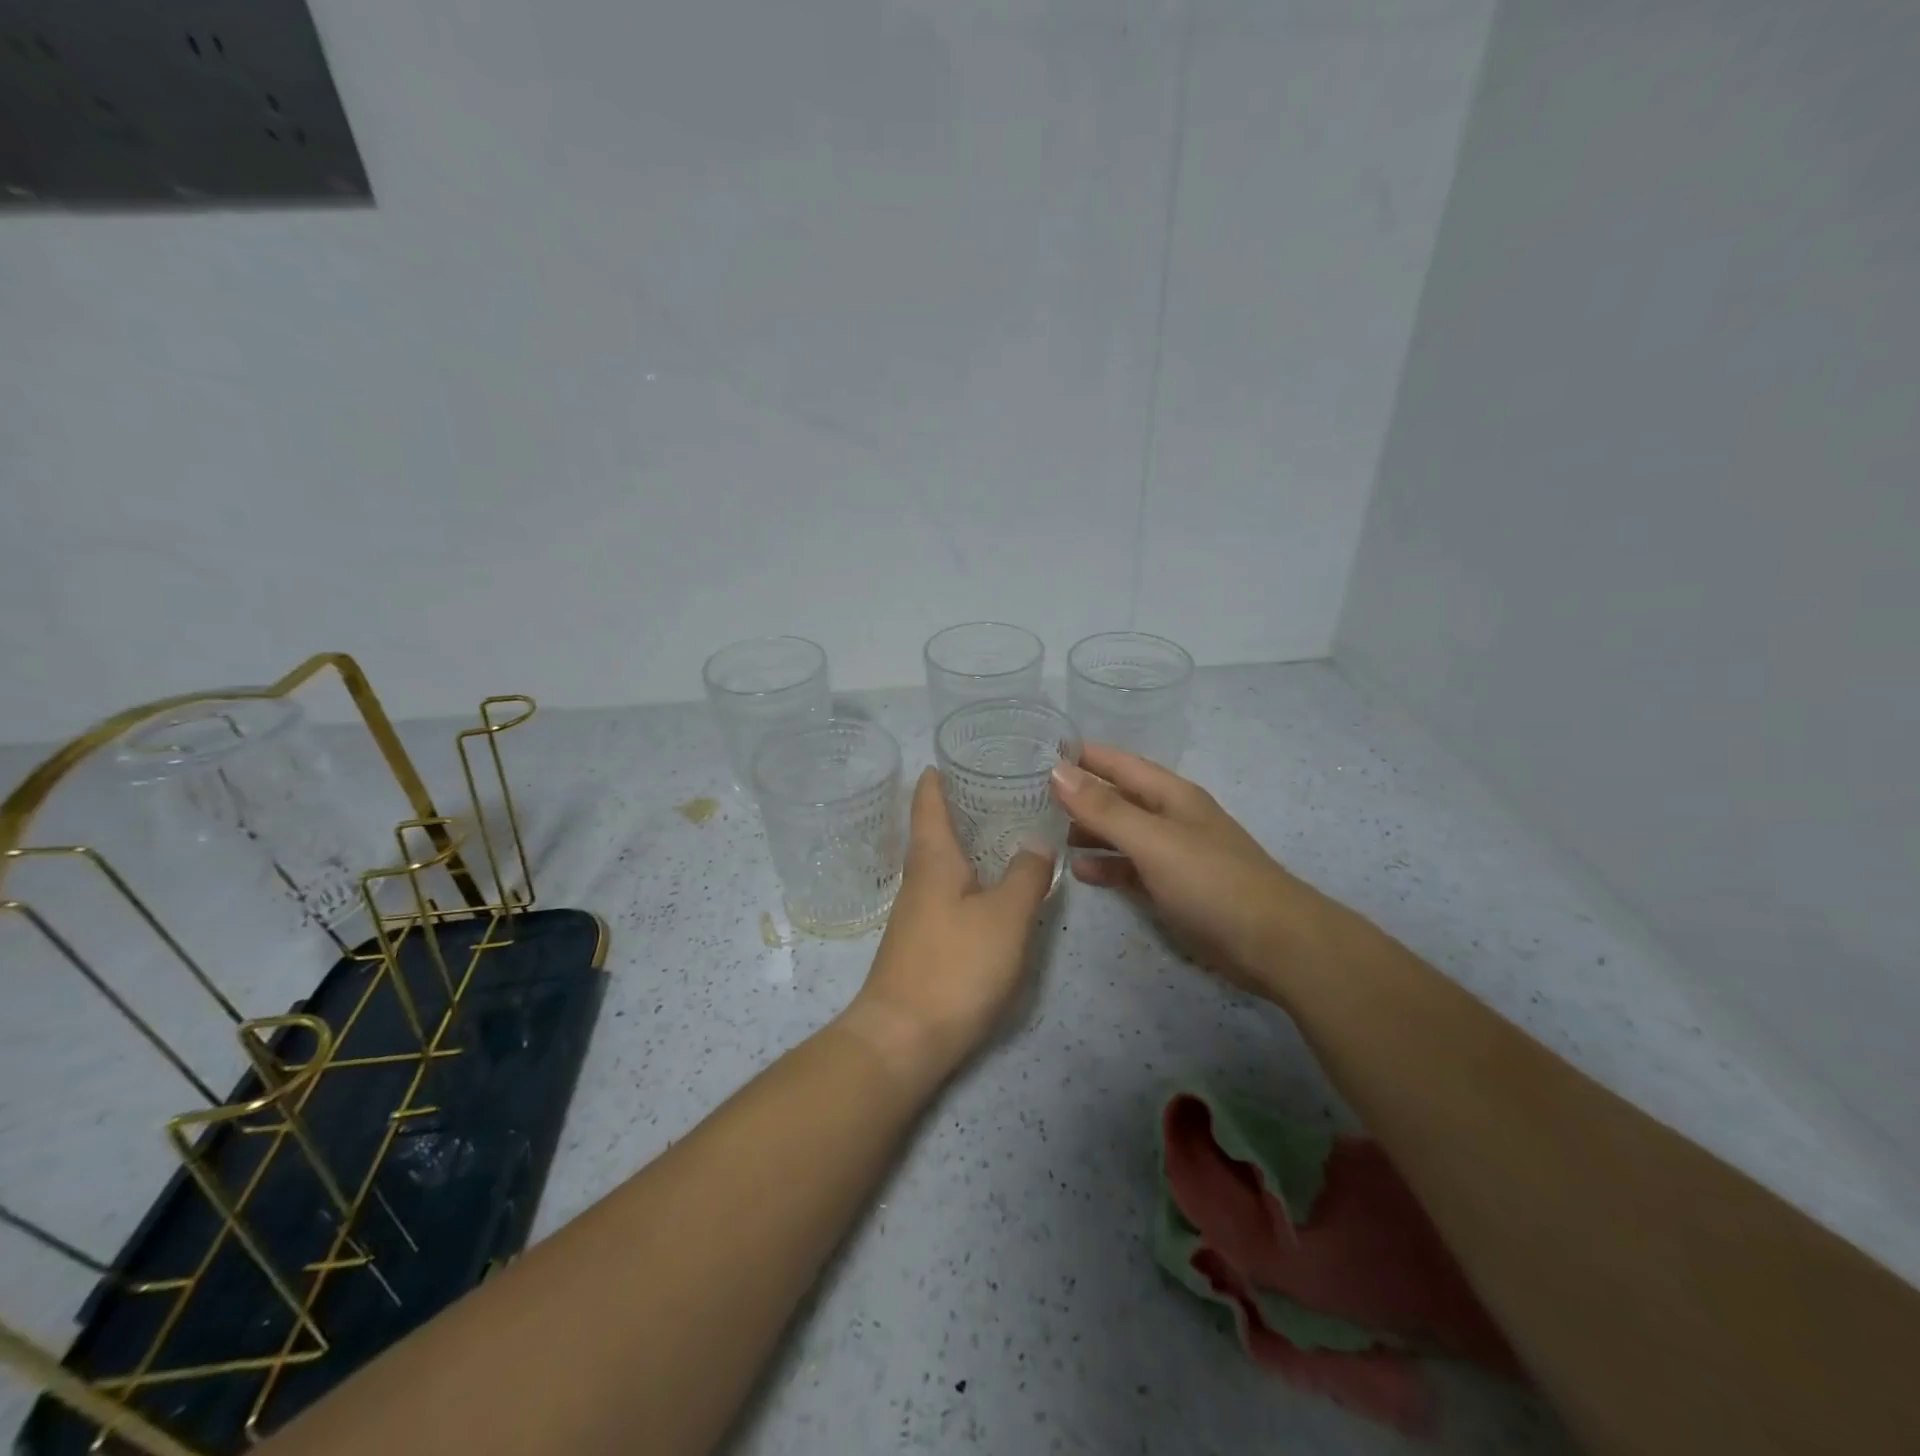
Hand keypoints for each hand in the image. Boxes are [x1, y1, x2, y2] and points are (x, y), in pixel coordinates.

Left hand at [840, 768, 1054, 1084]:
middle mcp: (919, 878)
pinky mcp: (923, 940)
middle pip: (934, 829)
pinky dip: (969, 876)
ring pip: (943, 862)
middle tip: (1001, 786)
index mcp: (933, 859)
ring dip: (967, 841)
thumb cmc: (955, 966)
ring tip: (1005, 829)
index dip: (938, 776)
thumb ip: (1026, 875)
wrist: (903, 1038)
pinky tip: (992, 886)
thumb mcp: (1005, 916)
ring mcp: (917, 911)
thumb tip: (1036, 843)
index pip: (928, 801)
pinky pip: (948, 891)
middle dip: (961, 805)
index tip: (957, 755)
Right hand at [1050, 745, 1333, 1000]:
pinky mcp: (1173, 889)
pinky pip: (1130, 869)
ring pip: (1121, 834)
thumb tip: (1057, 771)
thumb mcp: (1153, 840)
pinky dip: (1106, 867)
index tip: (1041, 750)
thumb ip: (1104, 808)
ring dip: (1088, 832)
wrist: (1273, 944)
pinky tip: (1079, 872)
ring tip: (1046, 833)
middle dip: (1080, 795)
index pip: (1120, 763)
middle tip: (1031, 796)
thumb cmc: (1212, 882)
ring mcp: (1173, 855)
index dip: (1085, 756)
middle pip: (1118, 798)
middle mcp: (1170, 818)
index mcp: (1171, 796)